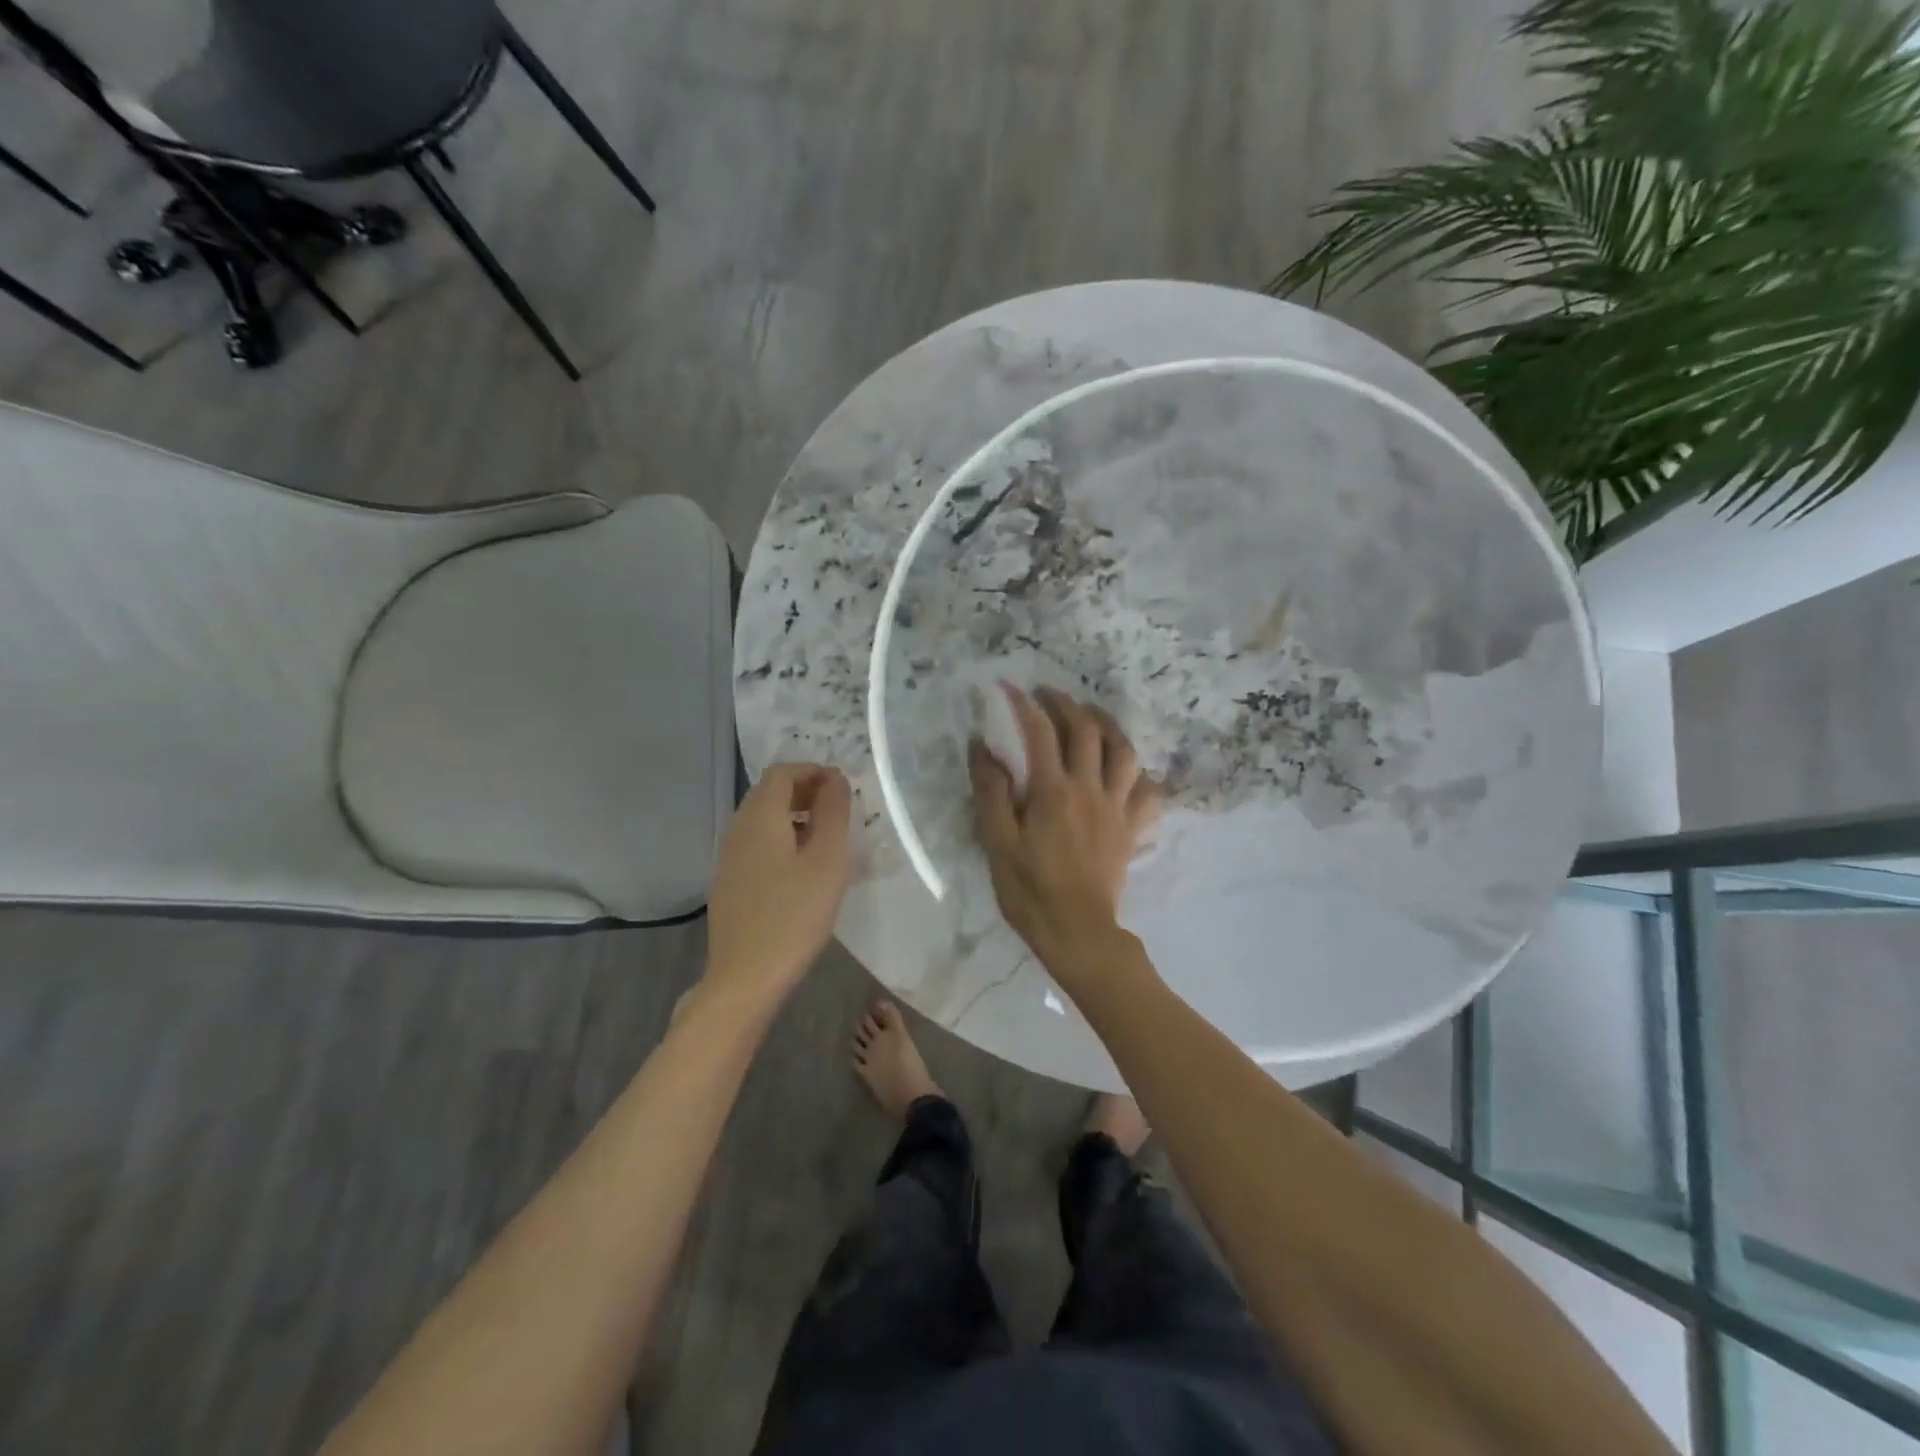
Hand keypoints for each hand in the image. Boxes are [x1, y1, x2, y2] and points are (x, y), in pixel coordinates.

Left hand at [704, 762, 852, 1008]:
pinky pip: (757, 845)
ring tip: (827, 839)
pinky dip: (781, 840)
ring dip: (794, 817)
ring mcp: (729, 858)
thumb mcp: (827, 861)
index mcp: (760, 817)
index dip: (813, 771)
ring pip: (762, 821)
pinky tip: (802, 870)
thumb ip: (833, 813)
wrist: (746, 978)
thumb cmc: (795, 915)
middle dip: (805, 791)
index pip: (782, 772)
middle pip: (769, 793)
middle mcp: (738, 829)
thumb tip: (835, 778)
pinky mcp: (729, 884)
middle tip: (839, 809)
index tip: (843, 787)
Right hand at [970, 686, 1161, 981]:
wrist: (1077, 932)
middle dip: (1067, 704)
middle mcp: (1090, 789)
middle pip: (1086, 730)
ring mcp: (1117, 807)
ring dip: (1108, 725)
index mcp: (1053, 791)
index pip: (1040, 733)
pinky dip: (1139, 773)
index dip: (1024, 705)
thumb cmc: (1030, 890)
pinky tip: (1127, 770)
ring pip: (1124, 751)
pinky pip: (1148, 791)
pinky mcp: (1132, 828)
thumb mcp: (997, 842)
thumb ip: (991, 791)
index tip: (1009, 687)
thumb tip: (982, 747)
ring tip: (1092, 717)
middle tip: (1049, 694)